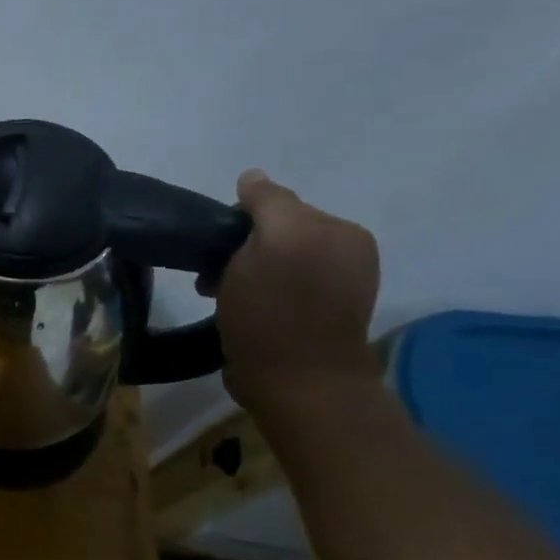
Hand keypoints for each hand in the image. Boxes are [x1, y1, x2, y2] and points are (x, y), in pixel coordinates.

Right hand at [210, 170, 380, 408]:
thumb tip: (252, 177)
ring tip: (219, 295)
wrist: (295, 383)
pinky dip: (251, 295)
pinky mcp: (312, 319)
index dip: (240, 222)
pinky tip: (236, 310)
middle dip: (239, 249)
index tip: (218, 248)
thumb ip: (267, 201)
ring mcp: (332, 290)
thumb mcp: (272, 241)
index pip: (278, 206)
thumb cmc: (278, 308)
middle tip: (214, 275)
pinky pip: (273, 289)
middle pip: (273, 234)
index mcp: (343, 232)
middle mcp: (346, 255)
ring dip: (240, 273)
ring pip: (269, 262)